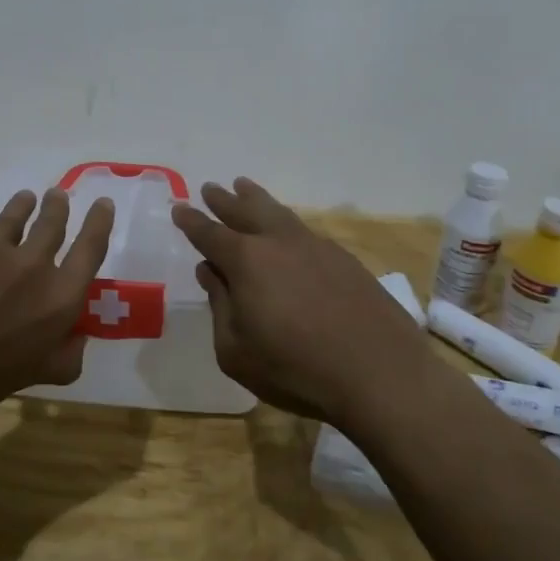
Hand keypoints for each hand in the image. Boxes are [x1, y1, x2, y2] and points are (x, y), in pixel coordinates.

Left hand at [0, 187, 115, 436]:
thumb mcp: (39, 375)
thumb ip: (67, 355)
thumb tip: (77, 337)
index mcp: (59, 296)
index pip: (91, 247)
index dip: (100, 221)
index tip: (103, 204)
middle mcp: (31, 264)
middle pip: (53, 221)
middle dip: (58, 205)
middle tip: (57, 196)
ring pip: (13, 214)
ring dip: (23, 205)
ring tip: (24, 199)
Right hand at [172, 178, 432, 427]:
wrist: (380, 373)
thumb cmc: (295, 369)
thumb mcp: (236, 350)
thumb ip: (219, 306)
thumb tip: (210, 272)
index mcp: (246, 261)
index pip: (209, 234)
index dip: (191, 221)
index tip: (179, 208)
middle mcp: (279, 243)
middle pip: (245, 212)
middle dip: (224, 201)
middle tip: (211, 188)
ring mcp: (316, 247)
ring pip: (278, 213)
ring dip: (257, 200)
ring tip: (244, 187)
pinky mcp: (345, 260)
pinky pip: (305, 231)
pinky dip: (287, 223)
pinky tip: (288, 232)